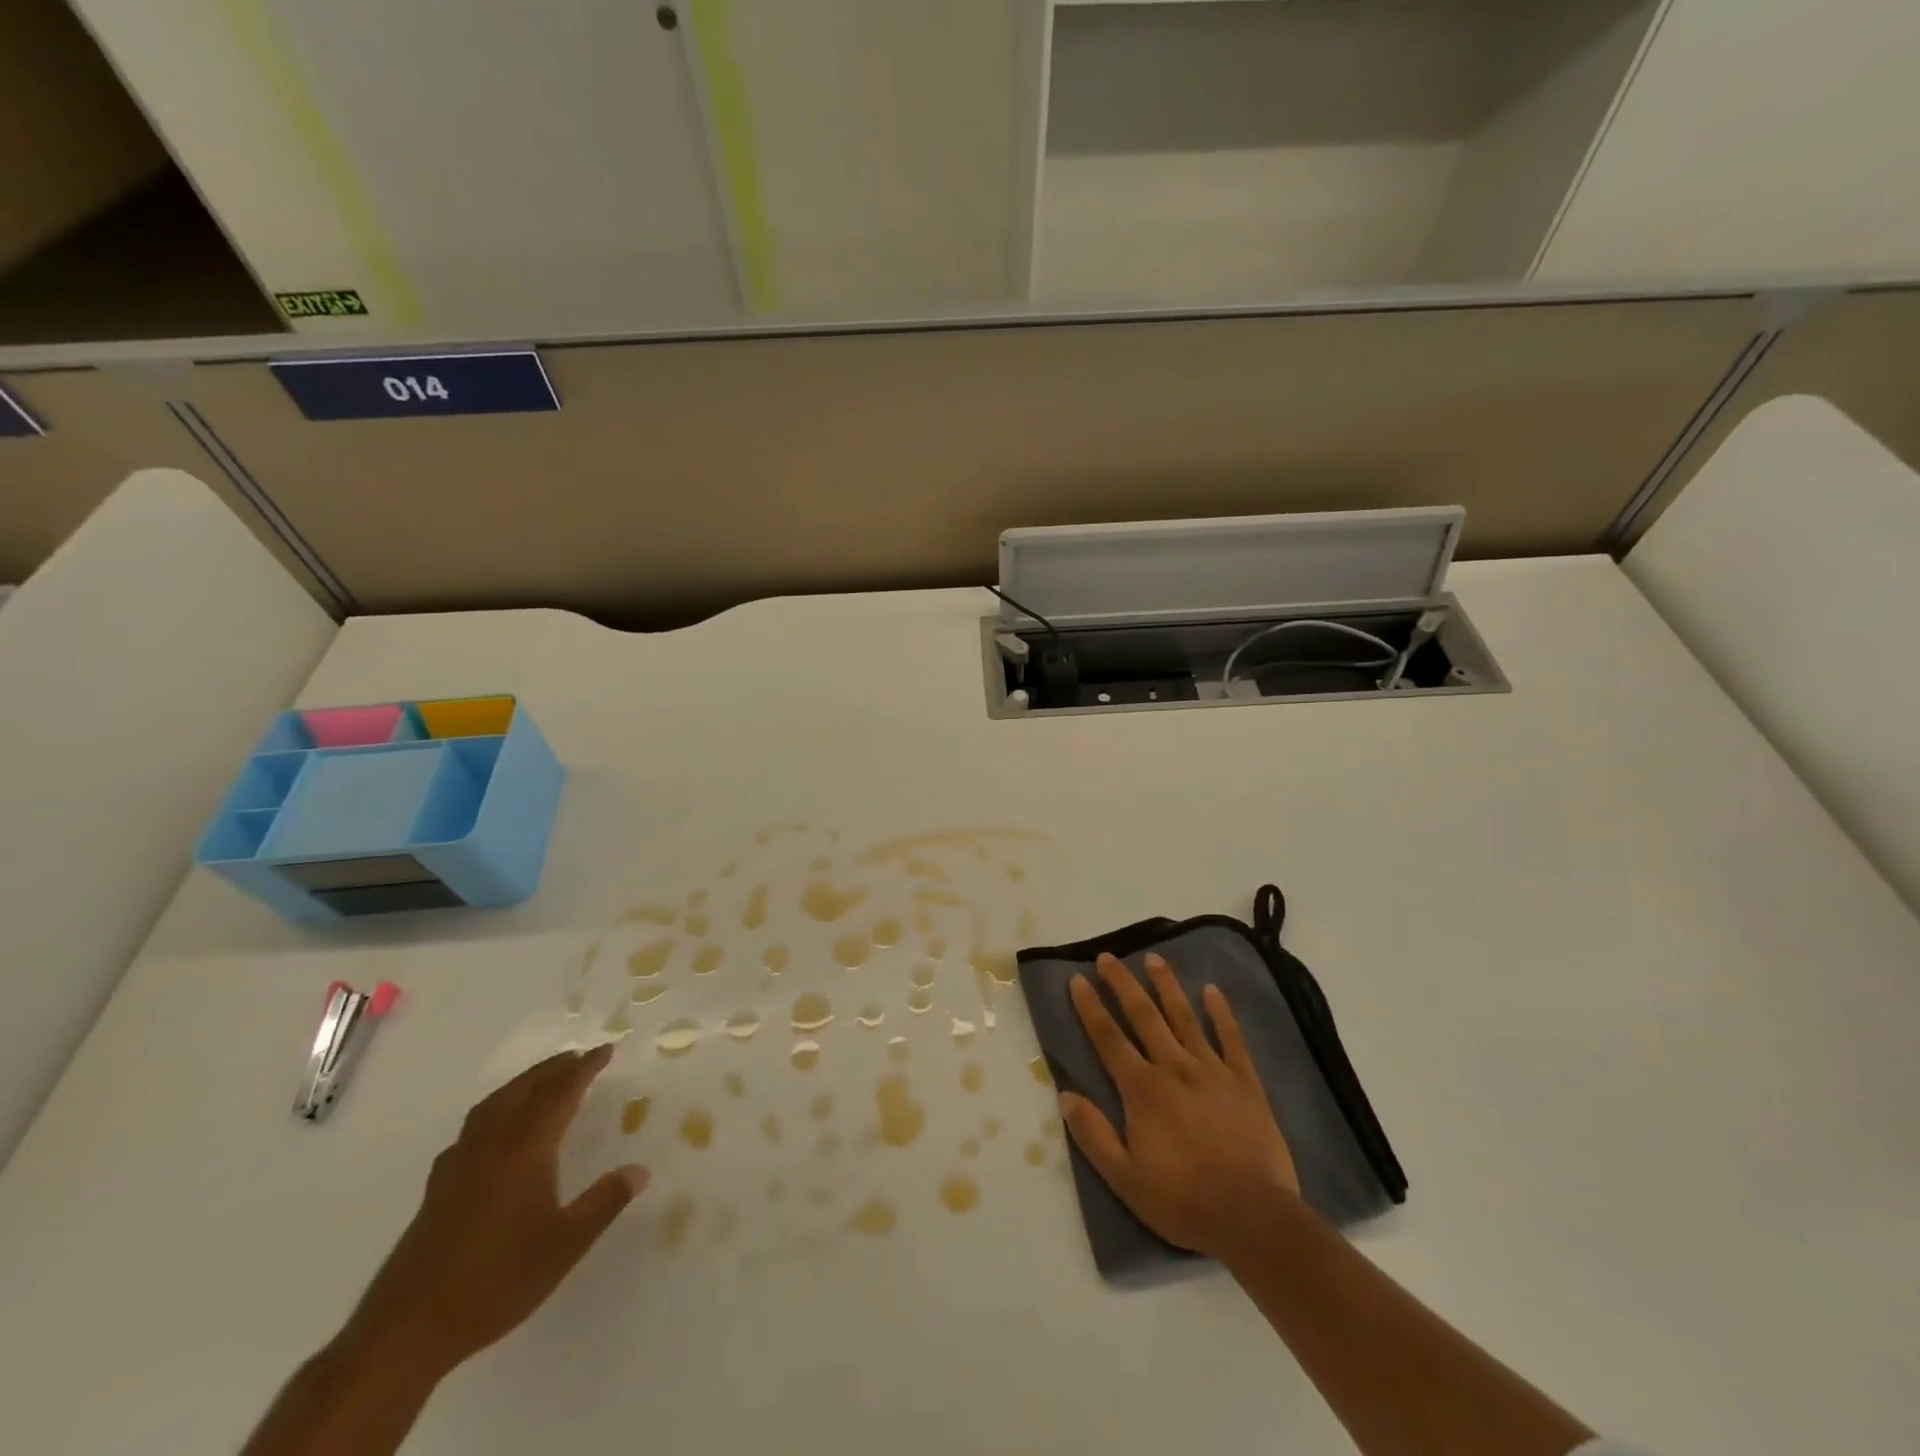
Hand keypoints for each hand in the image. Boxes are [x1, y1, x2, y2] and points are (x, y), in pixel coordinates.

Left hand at [343, 1044, 648, 1376]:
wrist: (407, 1330)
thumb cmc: (496, 1281)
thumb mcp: (565, 1245)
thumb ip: (604, 1202)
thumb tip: (640, 1170)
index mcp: (525, 1150)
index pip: (560, 1093)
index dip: (585, 1069)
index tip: (606, 1050)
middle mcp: (491, 1145)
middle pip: (524, 1090)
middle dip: (553, 1069)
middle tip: (578, 1057)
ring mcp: (459, 1165)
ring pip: (494, 1104)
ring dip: (522, 1084)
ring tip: (542, 1081)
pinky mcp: (438, 1187)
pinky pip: (473, 1127)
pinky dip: (494, 1111)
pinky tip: (495, 1131)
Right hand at [1060, 953, 1299, 1259]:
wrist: (1254, 1218)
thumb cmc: (1184, 1202)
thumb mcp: (1125, 1180)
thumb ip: (1094, 1135)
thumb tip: (1065, 1095)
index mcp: (1142, 1090)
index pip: (1108, 1039)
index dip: (1090, 1007)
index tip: (1078, 979)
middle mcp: (1174, 1068)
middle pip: (1144, 1016)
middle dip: (1123, 984)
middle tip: (1109, 956)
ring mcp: (1212, 1071)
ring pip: (1185, 1017)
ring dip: (1167, 986)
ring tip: (1154, 958)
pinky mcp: (1245, 1082)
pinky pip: (1232, 1039)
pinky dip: (1222, 1013)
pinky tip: (1212, 990)